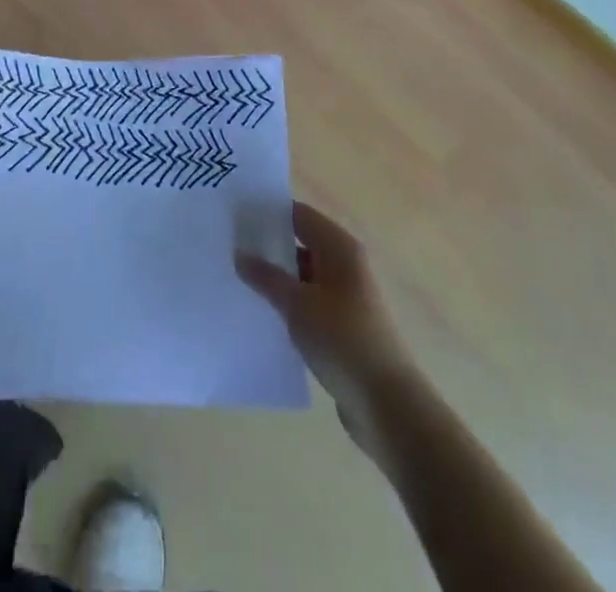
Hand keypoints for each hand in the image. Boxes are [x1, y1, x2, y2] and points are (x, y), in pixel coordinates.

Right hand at [238, 201, 420, 447]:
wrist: (386, 403)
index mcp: (340, 247)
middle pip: (301, 243)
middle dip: (268, 246)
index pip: (299, 215)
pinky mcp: (343, 325)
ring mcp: (346, 296)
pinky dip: (289, 302)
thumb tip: (239, 254)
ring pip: (304, 275)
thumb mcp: (297, 304)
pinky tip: (262, 312)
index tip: (236, 217)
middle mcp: (346, 264)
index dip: (268, 213)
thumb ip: (266, 276)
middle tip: (229, 248)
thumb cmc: (342, 339)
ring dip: (277, 277)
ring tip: (237, 279)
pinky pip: (309, 301)